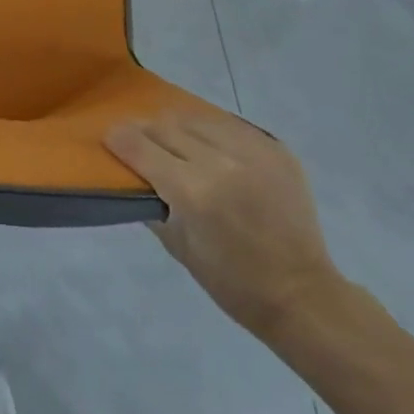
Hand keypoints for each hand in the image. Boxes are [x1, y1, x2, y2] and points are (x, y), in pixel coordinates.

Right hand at [106, 110, 342, 340]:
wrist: (304, 296)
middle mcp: (222, 163)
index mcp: (194, 192)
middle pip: (166, 125)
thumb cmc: (232, 282)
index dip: (118, 138)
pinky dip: (212, 132)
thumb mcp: (177, 246)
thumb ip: (151, 201)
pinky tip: (211, 148)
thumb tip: (131, 172)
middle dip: (146, 131)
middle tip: (140, 141)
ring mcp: (254, 153)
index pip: (140, 146)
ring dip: (179, 127)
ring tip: (176, 142)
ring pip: (197, 118)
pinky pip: (230, 125)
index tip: (109, 137)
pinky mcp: (276, 150)